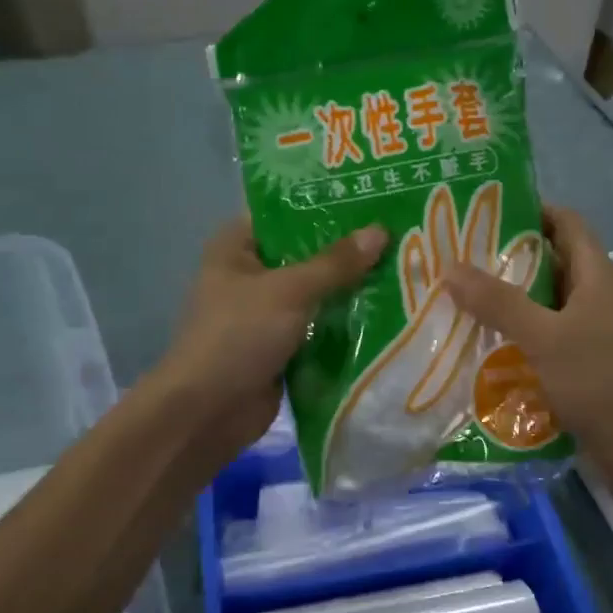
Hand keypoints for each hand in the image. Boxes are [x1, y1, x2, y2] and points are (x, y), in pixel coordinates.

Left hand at [154, 217, 387, 462]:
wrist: (208, 412)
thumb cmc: (238, 335)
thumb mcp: (289, 291)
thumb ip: (335, 263)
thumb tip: (381, 231)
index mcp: (236, 247)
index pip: (285, 213)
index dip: (326, 207)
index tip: (373, 200)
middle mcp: (250, 274)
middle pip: (306, 255)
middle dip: (347, 252)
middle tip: (400, 236)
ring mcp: (266, 313)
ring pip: (316, 293)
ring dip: (351, 290)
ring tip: (404, 270)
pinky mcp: (281, 347)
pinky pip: (319, 327)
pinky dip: (345, 324)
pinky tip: (388, 313)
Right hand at [445, 206, 612, 469]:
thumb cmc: (599, 382)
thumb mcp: (544, 337)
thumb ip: (498, 302)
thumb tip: (450, 267)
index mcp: (597, 276)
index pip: (566, 223)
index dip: (531, 210)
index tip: (483, 212)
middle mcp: (596, 296)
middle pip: (551, 260)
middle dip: (506, 256)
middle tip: (457, 256)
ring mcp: (591, 330)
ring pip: (544, 300)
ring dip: (508, 297)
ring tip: (459, 295)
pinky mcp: (583, 361)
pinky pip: (545, 333)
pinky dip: (517, 331)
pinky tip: (482, 341)